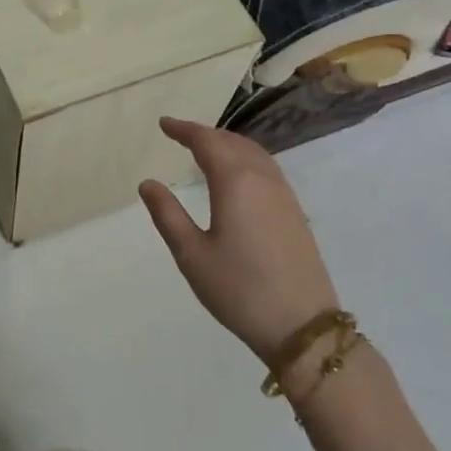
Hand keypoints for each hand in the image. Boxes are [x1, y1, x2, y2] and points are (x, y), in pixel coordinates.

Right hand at [139, 118, 338, 364]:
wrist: (302, 326)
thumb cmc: (239, 290)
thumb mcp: (191, 255)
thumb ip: (168, 215)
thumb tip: (148, 183)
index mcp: (235, 182)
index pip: (207, 142)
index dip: (184, 130)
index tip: (164, 124)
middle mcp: (262, 179)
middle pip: (232, 142)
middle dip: (205, 134)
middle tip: (181, 135)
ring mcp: (284, 195)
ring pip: (254, 153)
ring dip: (228, 144)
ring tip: (207, 149)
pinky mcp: (295, 213)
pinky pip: (267, 169)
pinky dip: (246, 158)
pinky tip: (238, 175)